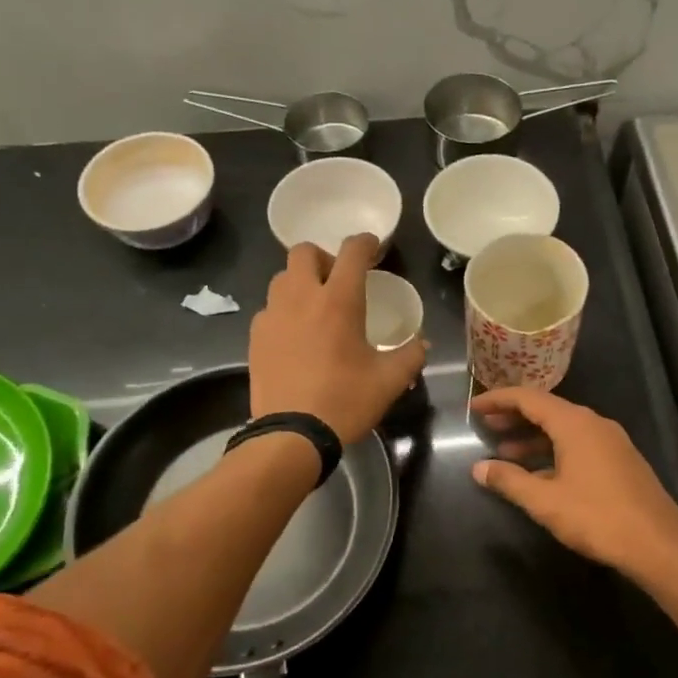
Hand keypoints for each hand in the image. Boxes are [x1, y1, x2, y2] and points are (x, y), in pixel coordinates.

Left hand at [250, 235, 424, 443]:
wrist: (292, 434)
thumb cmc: (346, 401)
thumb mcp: (390, 381)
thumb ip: (410, 355)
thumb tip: (421, 343)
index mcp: (339, 300)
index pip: (352, 252)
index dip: (365, 243)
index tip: (372, 247)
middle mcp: (301, 297)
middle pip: (304, 252)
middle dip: (324, 257)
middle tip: (338, 281)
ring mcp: (273, 315)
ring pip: (282, 278)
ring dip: (300, 282)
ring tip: (315, 307)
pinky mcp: (256, 337)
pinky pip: (269, 309)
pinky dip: (284, 311)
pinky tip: (296, 337)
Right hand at [470, 386, 677, 576]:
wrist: (658, 543)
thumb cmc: (597, 517)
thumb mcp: (545, 501)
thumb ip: (509, 481)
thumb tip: (479, 468)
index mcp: (574, 424)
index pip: (529, 398)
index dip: (499, 400)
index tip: (474, 408)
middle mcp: (594, 423)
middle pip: (548, 410)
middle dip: (515, 417)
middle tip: (486, 427)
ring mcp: (611, 442)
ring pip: (564, 429)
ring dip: (534, 438)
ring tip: (505, 452)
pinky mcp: (620, 461)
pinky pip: (579, 444)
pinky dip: (554, 451)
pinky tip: (539, 473)